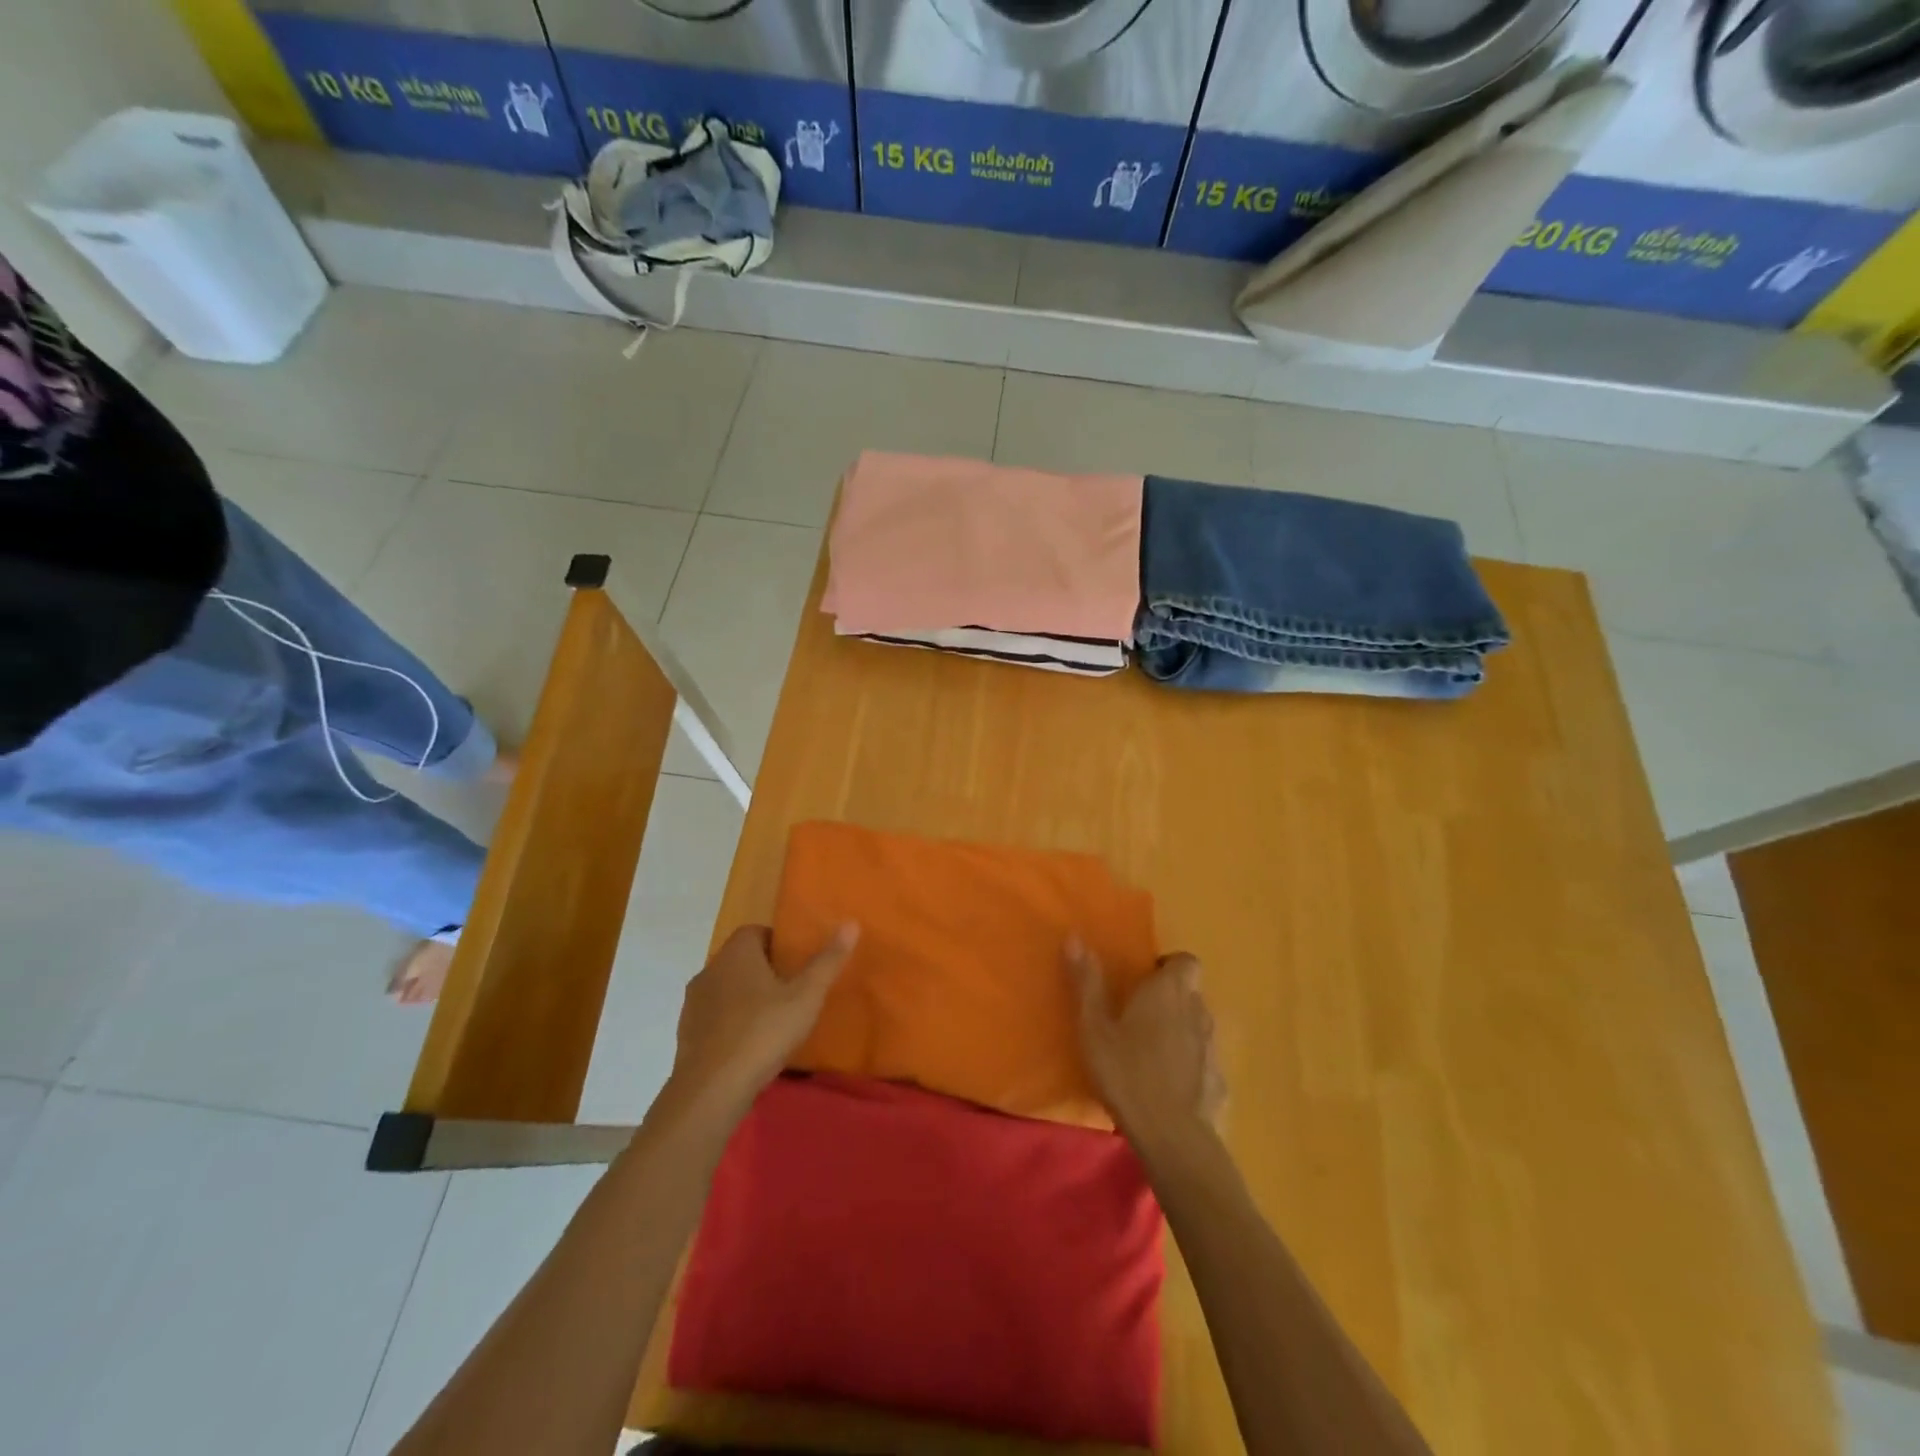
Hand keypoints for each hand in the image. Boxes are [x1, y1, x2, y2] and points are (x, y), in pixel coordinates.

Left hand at [669, 922, 858, 1111]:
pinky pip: (714, 1017)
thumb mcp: (806, 996)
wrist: (711, 1089)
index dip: (778, 944)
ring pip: (726, 988)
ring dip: (746, 998)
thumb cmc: (763, 1032)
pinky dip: (731, 1023)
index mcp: (737, 953)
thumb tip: (851, 923)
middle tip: (792, 992)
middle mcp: (710, 969)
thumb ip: (828, 961)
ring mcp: (694, 1003)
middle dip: (764, 971)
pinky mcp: (685, 1033)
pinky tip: (749, 1045)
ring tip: (773, 1020)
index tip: (797, 965)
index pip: (756, 931)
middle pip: (741, 959)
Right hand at [1068, 938, 1225, 1144]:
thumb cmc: (1127, 1073)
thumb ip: (1087, 983)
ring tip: (1150, 1051)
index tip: (1144, 980)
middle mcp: (1197, 1011)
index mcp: (1169, 992)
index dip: (1168, 966)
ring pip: (1198, 1026)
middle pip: (1190, 993)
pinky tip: (1168, 1085)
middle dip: (1169, 998)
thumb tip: (1074, 937)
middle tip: (1138, 1016)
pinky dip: (1189, 1064)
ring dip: (1179, 1030)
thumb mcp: (1094, 1028)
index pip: (1186, 961)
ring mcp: (1213, 1048)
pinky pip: (1203, 1061)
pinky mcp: (1220, 1081)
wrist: (1173, 1137)